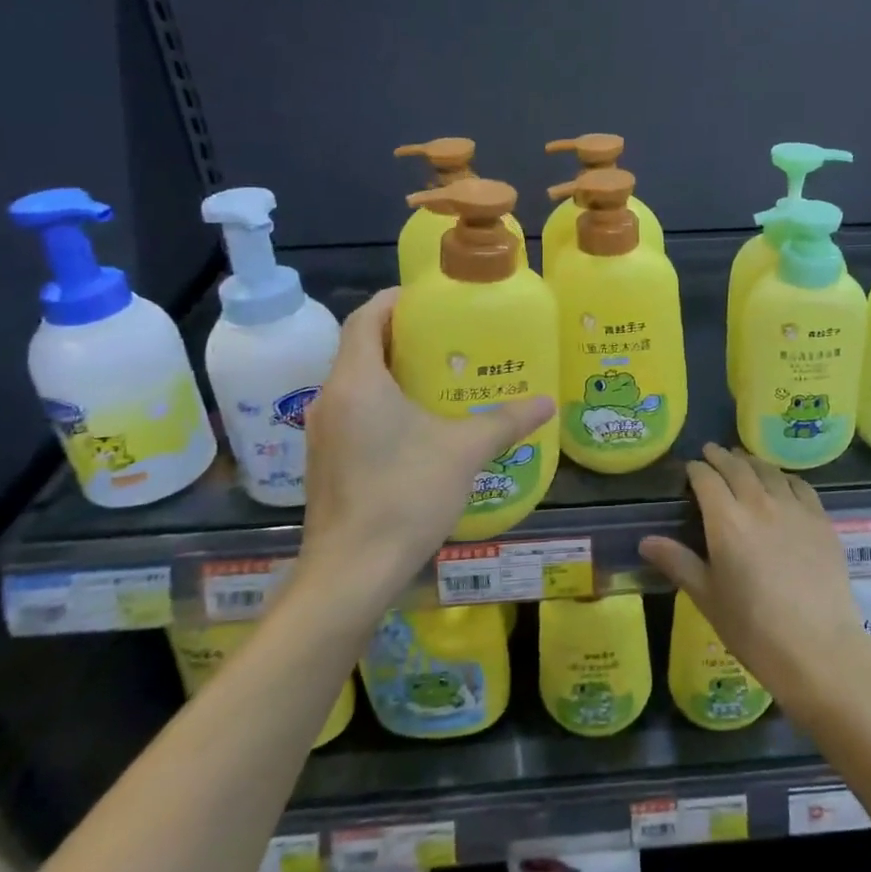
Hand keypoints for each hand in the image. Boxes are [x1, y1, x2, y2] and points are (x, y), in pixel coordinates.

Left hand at [295, 288, 554, 606]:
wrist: (351, 573)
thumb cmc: (405, 495)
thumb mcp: (465, 451)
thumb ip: (506, 422)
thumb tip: (546, 402)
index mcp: (357, 382)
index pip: (365, 318)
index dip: (394, 300)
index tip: (430, 298)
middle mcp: (331, 399)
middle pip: (361, 348)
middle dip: (401, 335)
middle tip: (448, 335)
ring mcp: (324, 433)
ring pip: (356, 382)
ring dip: (392, 370)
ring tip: (440, 374)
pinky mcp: (326, 461)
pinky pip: (354, 411)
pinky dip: (382, 401)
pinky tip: (418, 422)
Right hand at [639, 444, 867, 698]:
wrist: (817, 647)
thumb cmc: (753, 628)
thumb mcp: (707, 597)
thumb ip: (678, 562)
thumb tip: (645, 541)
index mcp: (726, 521)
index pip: (707, 479)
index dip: (697, 469)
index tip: (690, 467)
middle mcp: (759, 503)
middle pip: (737, 467)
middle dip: (721, 457)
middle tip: (712, 452)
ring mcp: (794, 508)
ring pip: (769, 471)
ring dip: (752, 462)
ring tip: (744, 461)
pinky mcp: (821, 519)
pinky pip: (800, 485)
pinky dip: (785, 477)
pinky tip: (782, 482)